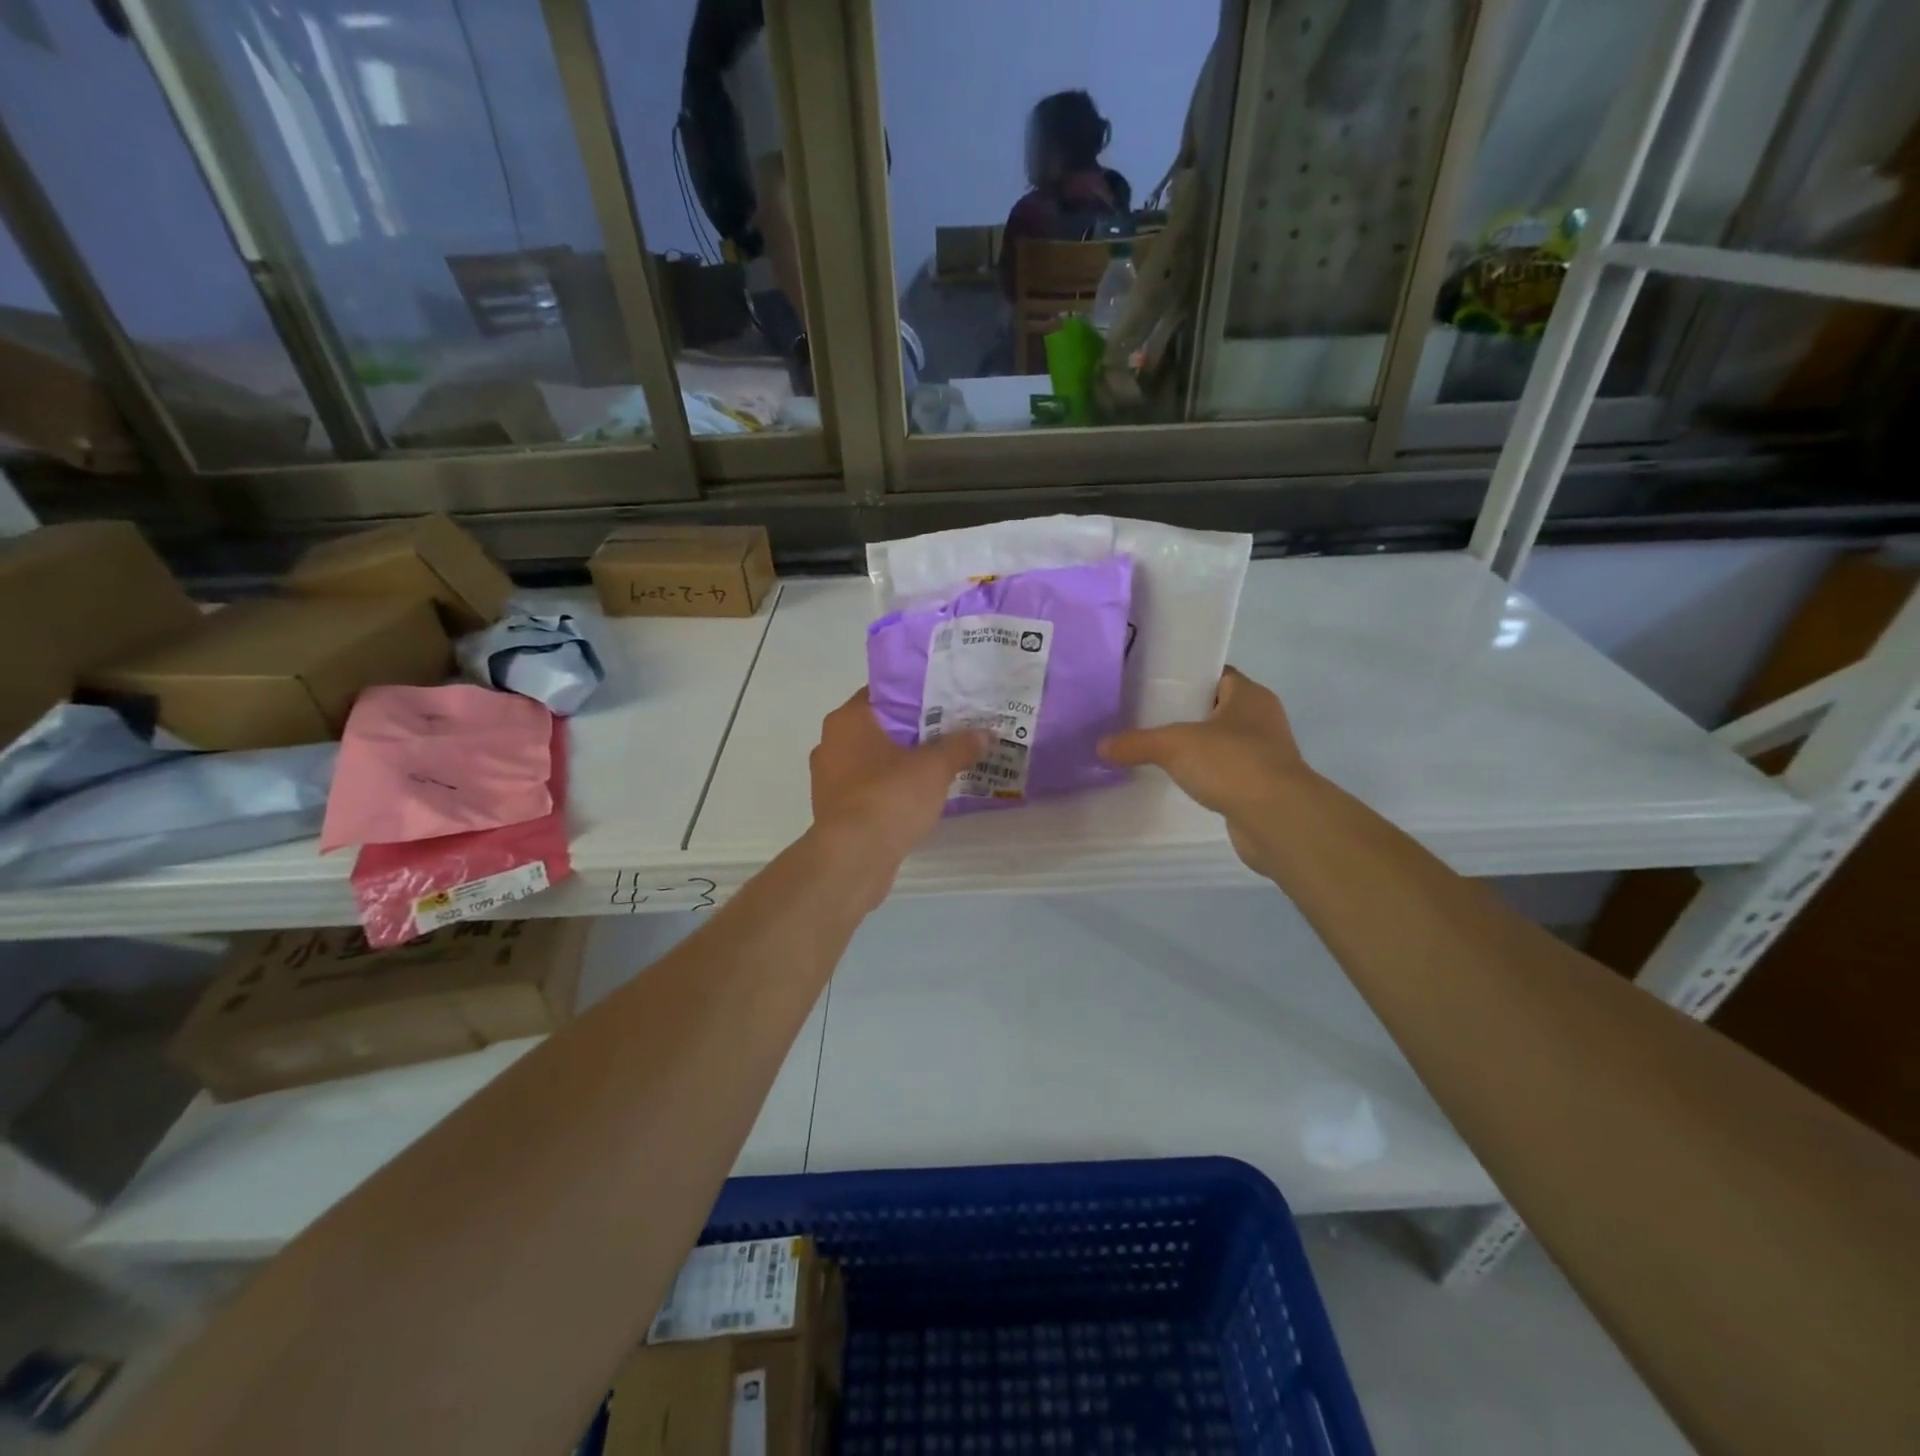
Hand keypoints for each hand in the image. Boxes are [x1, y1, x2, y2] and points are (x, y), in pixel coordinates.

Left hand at [809, 688, 986, 890]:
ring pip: (874, 760)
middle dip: (913, 731)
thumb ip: (960, 747)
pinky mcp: (836, 811)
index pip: (883, 693)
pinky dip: (891, 789)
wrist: (853, 858)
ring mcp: (830, 779)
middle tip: (950, 732)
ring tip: (940, 765)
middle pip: (880, 728)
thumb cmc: (889, 797)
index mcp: (848, 720)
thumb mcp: (934, 768)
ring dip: (902, 763)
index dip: (915, 695)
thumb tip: (985, 734)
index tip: (945, 701)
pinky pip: (869, 788)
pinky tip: (920, 796)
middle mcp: (831, 744)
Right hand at [1098, 668, 1309, 877]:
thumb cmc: (1232, 763)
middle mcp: (1262, 720)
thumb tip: (1101, 746)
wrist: (1278, 819)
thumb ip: (1137, 743)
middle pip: (1217, 710)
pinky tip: (1180, 784)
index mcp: (1250, 696)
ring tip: (1158, 753)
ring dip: (1197, 749)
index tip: (1154, 687)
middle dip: (1186, 715)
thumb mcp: (1174, 745)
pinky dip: (1207, 777)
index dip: (1187, 678)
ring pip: (1223, 744)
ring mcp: (1265, 756)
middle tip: (1147, 720)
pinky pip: (1227, 774)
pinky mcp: (1261, 788)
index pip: (1217, 675)